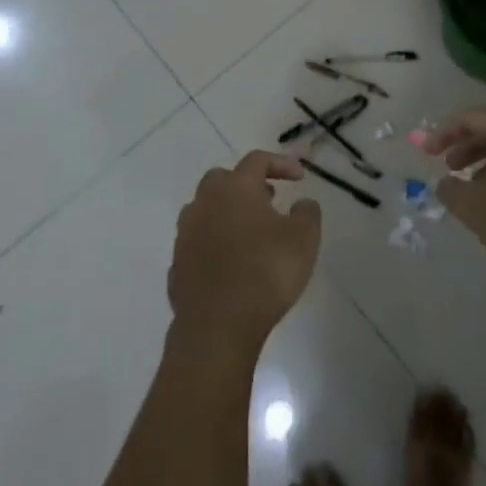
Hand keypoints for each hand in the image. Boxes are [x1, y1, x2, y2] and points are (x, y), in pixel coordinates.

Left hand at [168, 151, 321, 362]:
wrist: (217, 325)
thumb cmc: (265, 272)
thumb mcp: (304, 239)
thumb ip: (307, 213)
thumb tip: (303, 202)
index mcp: (234, 188)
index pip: (257, 160)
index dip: (281, 164)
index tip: (300, 177)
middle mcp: (204, 203)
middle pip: (222, 180)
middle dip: (246, 185)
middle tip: (268, 200)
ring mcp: (186, 234)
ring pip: (206, 210)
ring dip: (228, 214)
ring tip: (251, 233)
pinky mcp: (178, 264)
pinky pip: (199, 243)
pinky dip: (215, 244)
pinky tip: (232, 263)